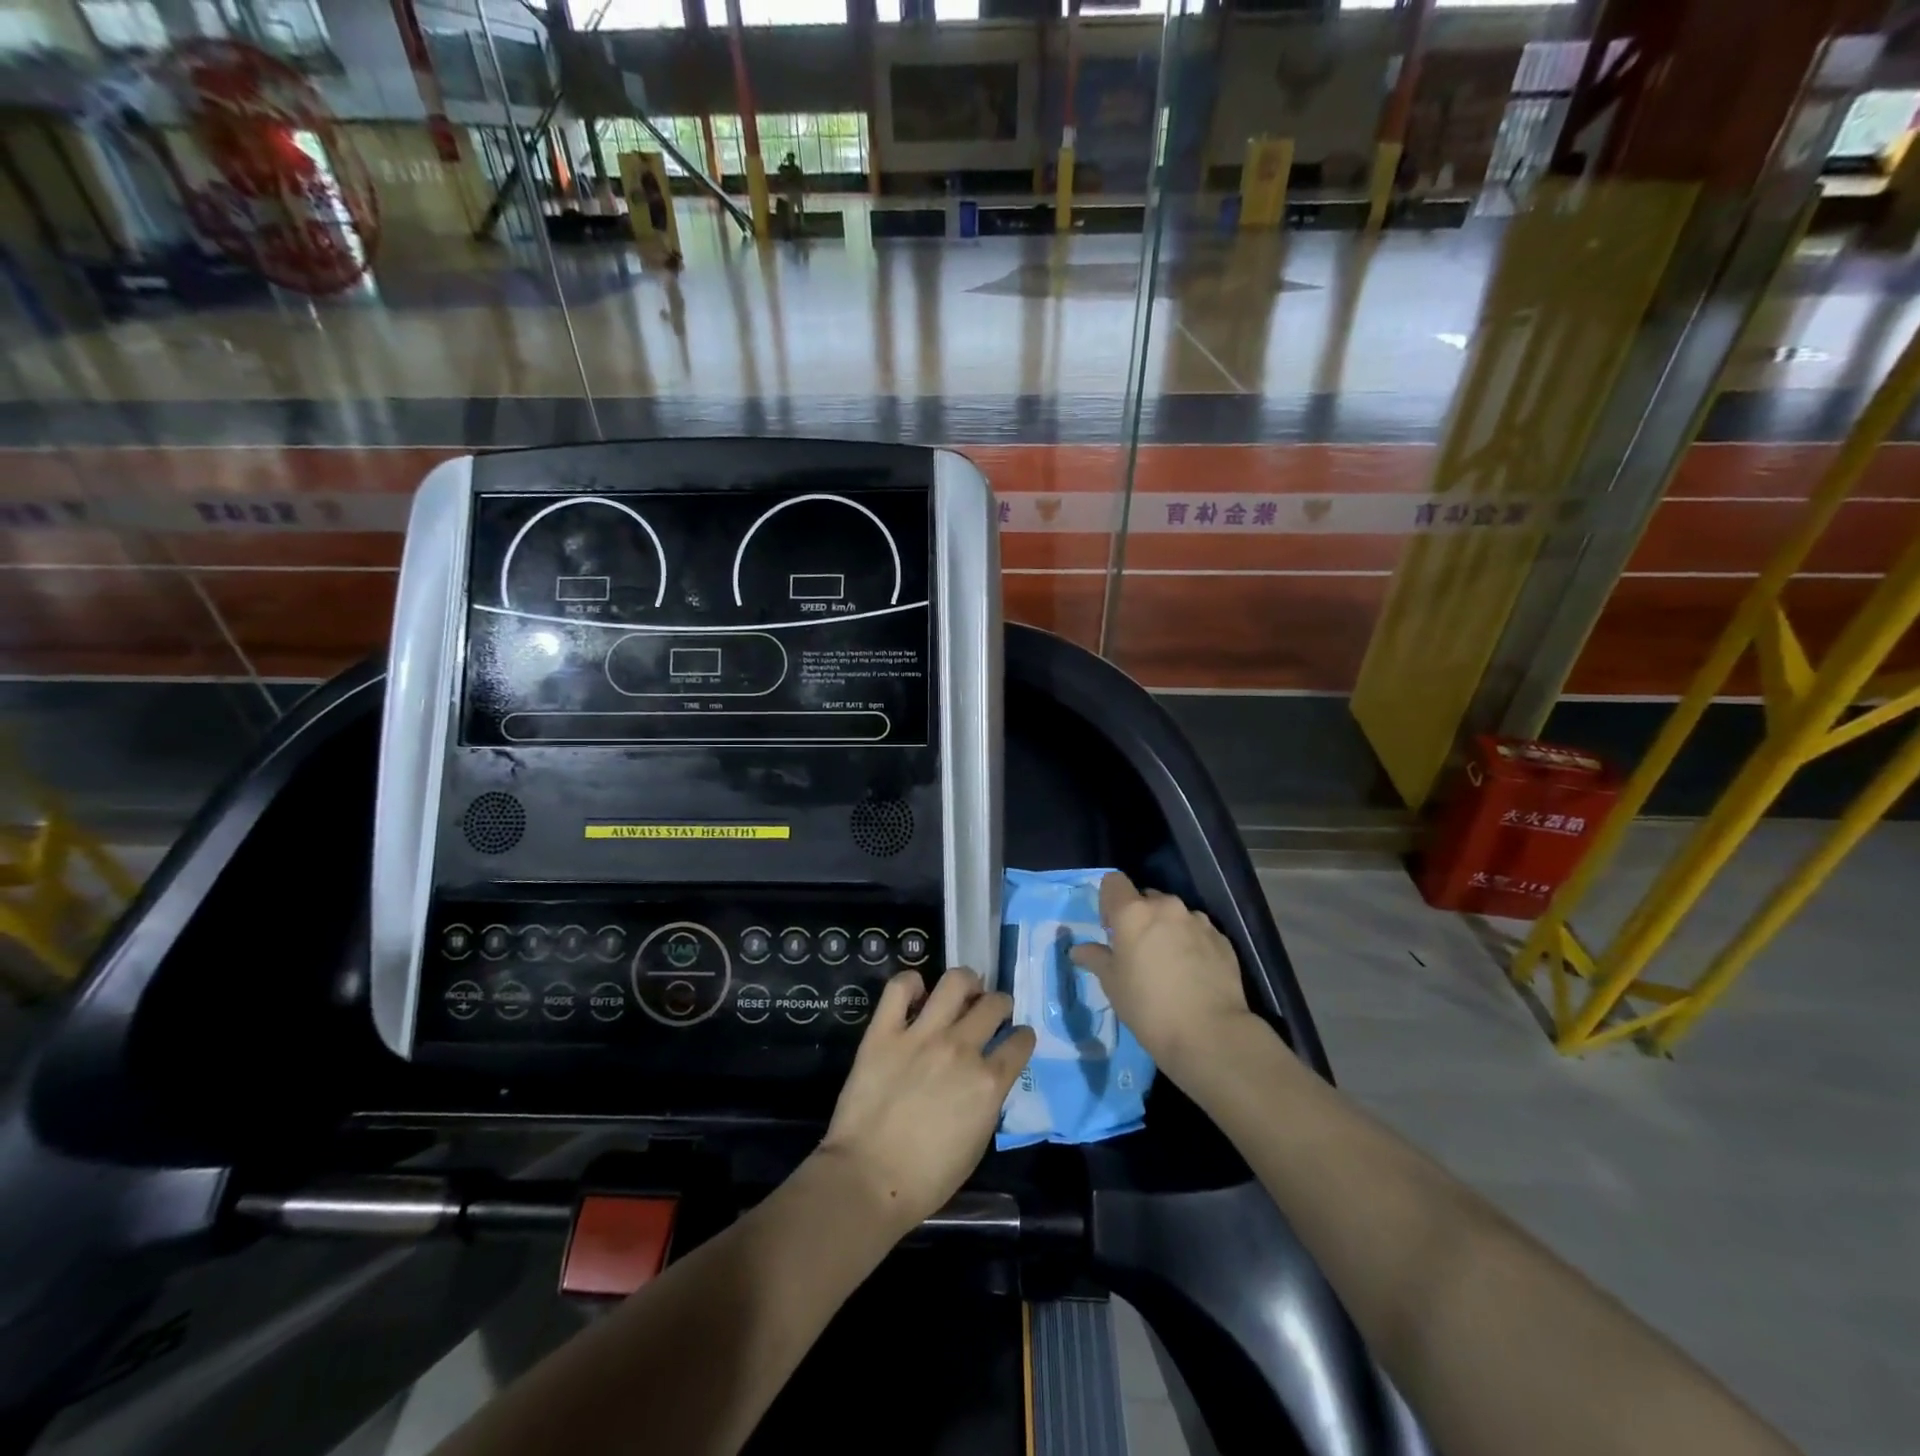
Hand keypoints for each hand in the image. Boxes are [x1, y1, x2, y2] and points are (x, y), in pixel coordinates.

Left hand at [818, 967, 1034, 1236]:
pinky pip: (900, 987)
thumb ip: (986, 1100)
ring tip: (962, 992)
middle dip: (1000, 1004)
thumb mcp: (977, 1142)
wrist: (868, 1180)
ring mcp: (922, 1035)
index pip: (1020, 1041)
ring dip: (967, 983)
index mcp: (988, 1081)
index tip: (1015, 1038)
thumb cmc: (927, 1178)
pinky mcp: (884, 1031)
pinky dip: (911, 983)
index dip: (1021, 1038)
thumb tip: (984, 1078)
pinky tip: (915, 994)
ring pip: (956, 981)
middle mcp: (961, 1048)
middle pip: (994, 1003)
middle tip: (990, 1011)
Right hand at [1070, 871, 1254, 1078]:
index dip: (1109, 901)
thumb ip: (1095, 958)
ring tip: (1169, 964)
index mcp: (1133, 912)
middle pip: (1146, 898)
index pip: (1114, 881)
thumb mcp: (1112, 984)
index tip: (1111, 929)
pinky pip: (1198, 931)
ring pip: (1175, 915)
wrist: (1210, 1034)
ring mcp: (1198, 921)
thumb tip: (1078, 950)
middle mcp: (1167, 907)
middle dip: (1140, 917)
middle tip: (1138, 951)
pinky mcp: (1222, 939)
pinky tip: (1192, 973)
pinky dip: (1191, 943)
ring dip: (1167, 929)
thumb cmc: (1148, 1006)